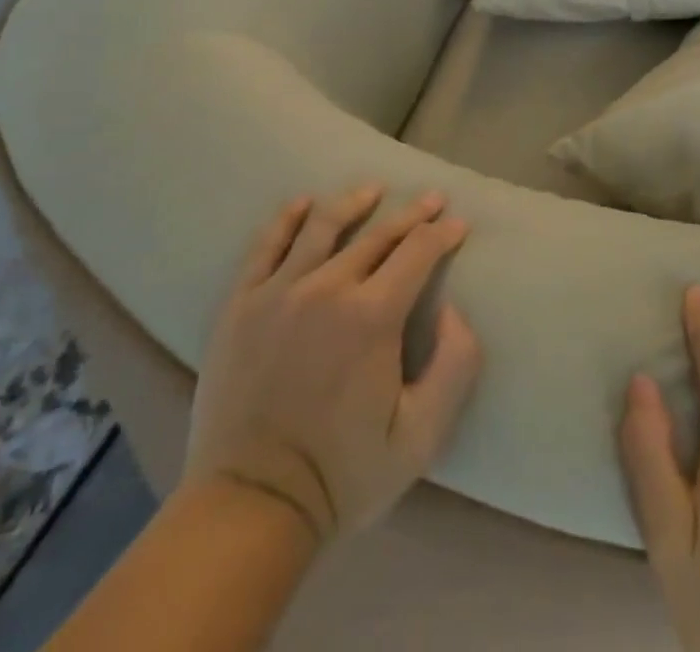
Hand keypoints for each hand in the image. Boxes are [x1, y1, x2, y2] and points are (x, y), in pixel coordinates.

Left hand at [184, 185, 481, 548]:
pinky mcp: (240, 306)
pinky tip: (303, 203)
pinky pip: (266, 247)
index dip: (443, 234)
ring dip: (354, 203)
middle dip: (412, 214)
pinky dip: (287, 219)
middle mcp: (327, 289)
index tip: (458, 224)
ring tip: (373, 190)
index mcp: (373, 316)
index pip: (418, 252)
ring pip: (323, 227)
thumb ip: (455, 365)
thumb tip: (453, 309)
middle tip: (432, 199)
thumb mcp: (422, 436)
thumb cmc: (342, 474)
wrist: (248, 509)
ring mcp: (278, 293)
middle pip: (378, 234)